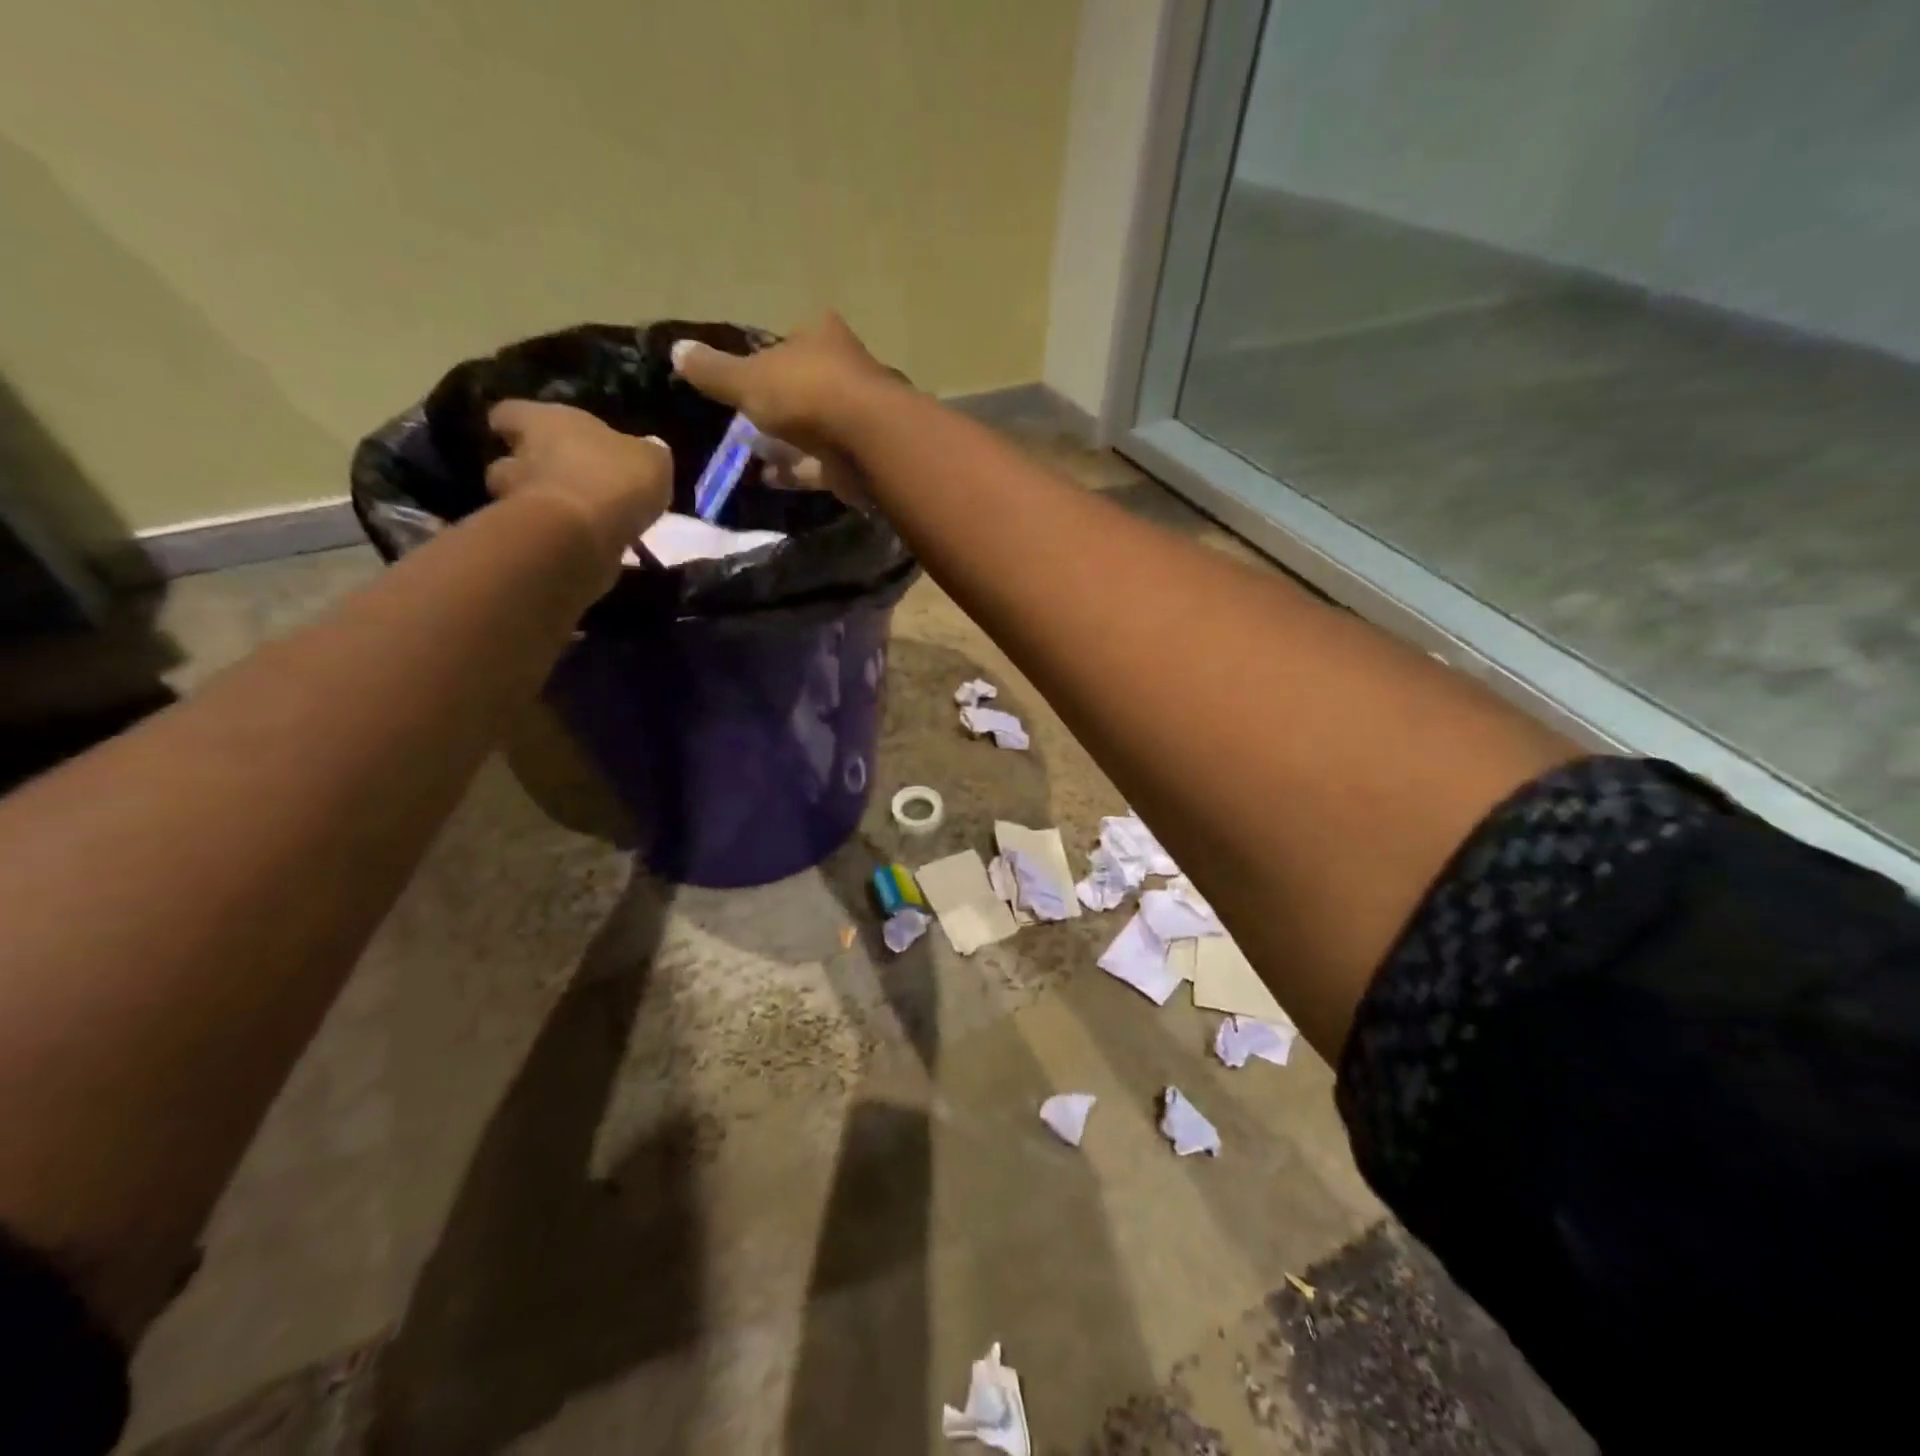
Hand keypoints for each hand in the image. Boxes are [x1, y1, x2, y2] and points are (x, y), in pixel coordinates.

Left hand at [485, 400, 671, 573]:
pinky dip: (559, 538)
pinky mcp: (529, 540)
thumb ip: (645, 453)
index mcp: (545, 421)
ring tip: (577, 519)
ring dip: (544, 507)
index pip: (510, 413)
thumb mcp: (651, 460)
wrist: (584, 537)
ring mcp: (519, 501)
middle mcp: (522, 456)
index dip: (520, 424)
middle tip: (563, 482)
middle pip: (511, 460)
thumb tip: (646, 450)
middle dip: (531, 470)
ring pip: (522, 499)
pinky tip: (587, 544)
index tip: (532, 434)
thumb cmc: (615, 479)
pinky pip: (543, 534)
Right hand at [672, 313, 903, 504]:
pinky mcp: (859, 458)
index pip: (790, 341)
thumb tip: (676, 350)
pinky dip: (795, 471)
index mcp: (821, 336)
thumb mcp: (748, 379)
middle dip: (778, 405)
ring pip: (814, 428)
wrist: (866, 442)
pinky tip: (767, 480)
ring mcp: (856, 417)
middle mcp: (845, 370)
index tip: (744, 380)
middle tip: (743, 423)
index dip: (766, 358)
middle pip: (805, 386)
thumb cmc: (806, 394)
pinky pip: (820, 464)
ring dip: (786, 443)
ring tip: (750, 457)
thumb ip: (714, 371)